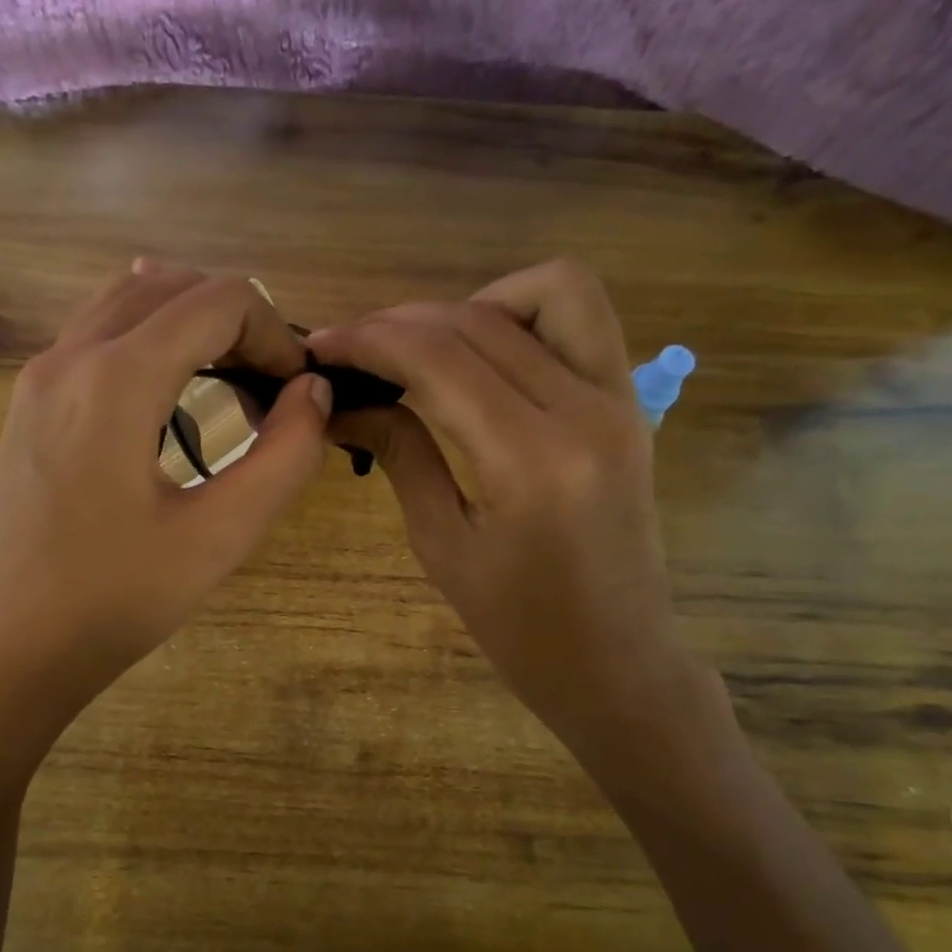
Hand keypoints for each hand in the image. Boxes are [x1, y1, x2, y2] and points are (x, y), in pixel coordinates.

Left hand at [0, 263, 330, 756]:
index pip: (218, 300)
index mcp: (116, 377)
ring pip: (127, 305)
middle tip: (272, 391)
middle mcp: (68, 356)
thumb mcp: (219, 536)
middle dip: (237, 323)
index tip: (299, 395)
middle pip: (169, 286)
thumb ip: (284, 457)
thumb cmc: (114, 602)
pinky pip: (96, 342)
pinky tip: (172, 405)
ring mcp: (37, 380)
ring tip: (231, 393)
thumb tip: (314, 393)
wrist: (7, 654)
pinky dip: (150, 348)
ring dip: (191, 329)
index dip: (278, 335)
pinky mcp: (27, 410)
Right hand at [310, 259, 692, 747]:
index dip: (370, 340)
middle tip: (354, 352)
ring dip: (477, 302)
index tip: (321, 347)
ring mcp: (620, 400)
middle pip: (482, 320)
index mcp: (532, 460)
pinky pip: (582, 322)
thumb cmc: (519, 627)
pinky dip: (525, 316)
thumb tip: (345, 404)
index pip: (439, 358)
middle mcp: (586, 411)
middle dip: (404, 321)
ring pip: (552, 290)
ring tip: (429, 348)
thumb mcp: (443, 545)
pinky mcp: (630, 405)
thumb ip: (400, 455)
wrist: (615, 660)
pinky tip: (482, 360)